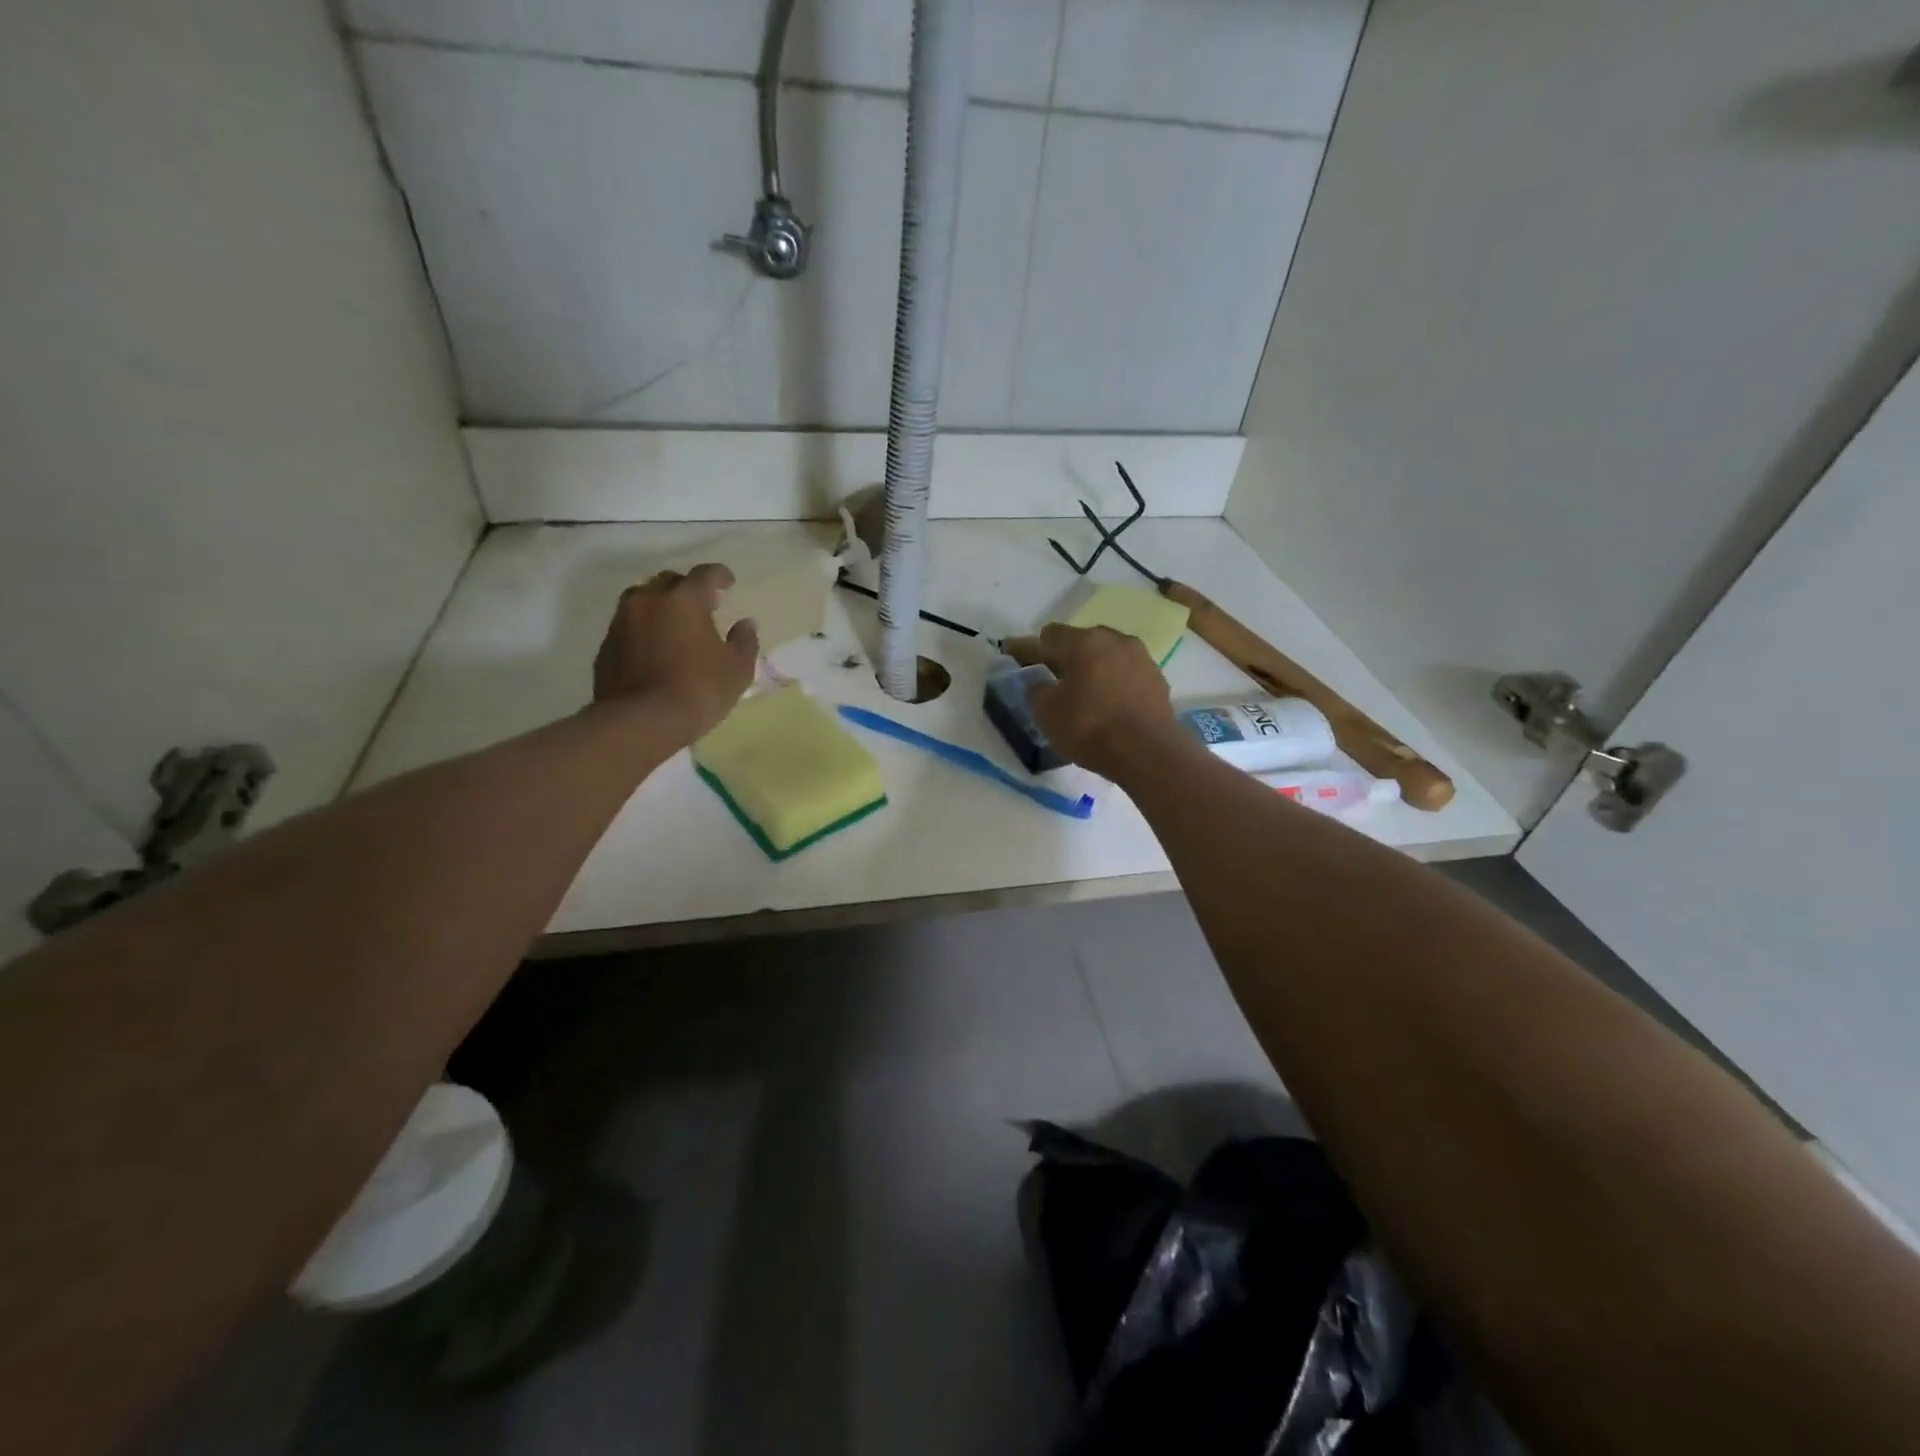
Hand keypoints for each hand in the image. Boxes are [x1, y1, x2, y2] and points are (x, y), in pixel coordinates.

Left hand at [593, 565, 758, 743]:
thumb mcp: (737, 669)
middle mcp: (649, 599)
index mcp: (684, 598)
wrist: (640, 721)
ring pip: (644, 601)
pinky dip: (645, 629)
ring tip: (676, 627)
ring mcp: (622, 620)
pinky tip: (656, 649)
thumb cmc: (698, 689)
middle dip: (688, 589)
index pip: (705, 574)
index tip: (729, 583)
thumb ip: (744, 641)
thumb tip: (745, 624)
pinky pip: (630, 626)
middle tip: (704, 606)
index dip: (720, 575)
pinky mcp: (606, 644)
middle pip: (670, 581)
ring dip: (662, 607)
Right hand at [1027, 623, 1188, 782]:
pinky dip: (1115, 683)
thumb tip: (1038, 683)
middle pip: (1082, 641)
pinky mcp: (1158, 679)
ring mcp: (1141, 658)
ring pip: (1108, 656)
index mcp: (1084, 642)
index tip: (1021, 662)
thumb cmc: (1090, 727)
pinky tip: (1110, 703)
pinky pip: (1127, 674)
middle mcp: (1115, 640)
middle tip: (1054, 678)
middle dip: (1067, 656)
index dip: (1032, 649)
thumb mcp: (1047, 713)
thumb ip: (1036, 691)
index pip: (1049, 635)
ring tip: (1085, 691)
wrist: (1148, 752)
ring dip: (1094, 668)